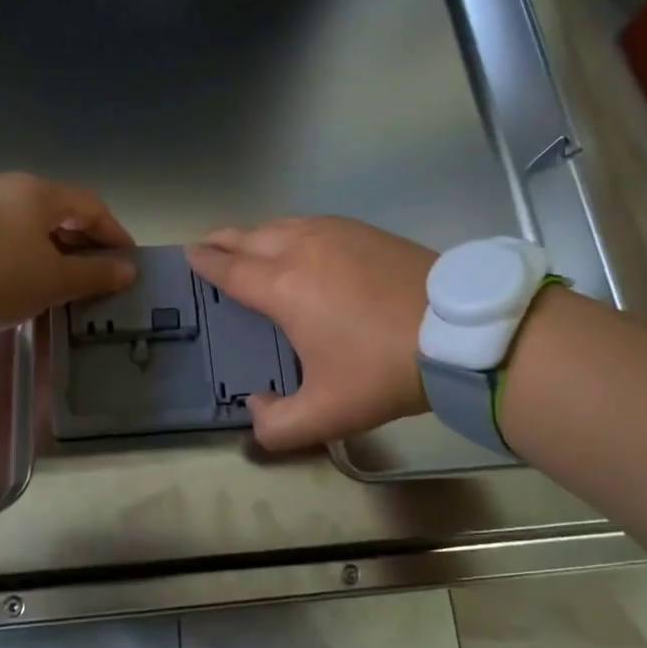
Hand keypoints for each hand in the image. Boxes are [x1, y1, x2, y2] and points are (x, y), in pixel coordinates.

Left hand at [0, 173, 135, 325]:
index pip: (92, 206)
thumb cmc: (2, 272)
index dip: (114, 233)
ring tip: (62, 277)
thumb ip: (94, 274)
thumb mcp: (54, 279)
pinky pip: (6, 232)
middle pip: (60, 211)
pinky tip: (24, 274)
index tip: (127, 260)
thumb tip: (128, 270)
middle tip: (96, 270)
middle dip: (83, 240)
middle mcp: (13, 187)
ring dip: (53, 246)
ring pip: (31, 222)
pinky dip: (25, 250)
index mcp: (41, 193)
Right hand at [186, 217, 434, 450]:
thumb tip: (254, 409)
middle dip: (223, 240)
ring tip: (246, 241)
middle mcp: (301, 250)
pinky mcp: (364, 230)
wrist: (456, 332)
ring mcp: (335, 234)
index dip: (207, 263)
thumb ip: (278, 426)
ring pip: (281, 224)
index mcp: (282, 288)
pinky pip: (312, 222)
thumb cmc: (383, 370)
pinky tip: (298, 238)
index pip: (231, 270)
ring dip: (256, 232)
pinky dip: (290, 227)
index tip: (190, 254)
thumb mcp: (327, 414)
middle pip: (249, 238)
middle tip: (207, 243)